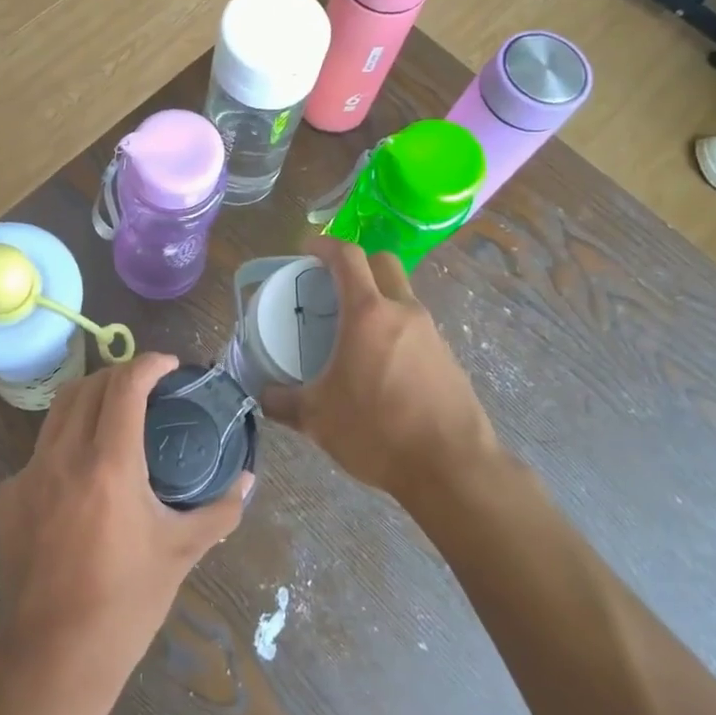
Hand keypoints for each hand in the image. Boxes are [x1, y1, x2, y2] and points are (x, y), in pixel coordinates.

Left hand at [0, 353, 249, 671]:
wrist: (55, 655)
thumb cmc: (127, 601)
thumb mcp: (181, 551)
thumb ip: (219, 510)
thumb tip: (248, 481)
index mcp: (109, 464)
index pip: (126, 385)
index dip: (149, 363)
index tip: (169, 365)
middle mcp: (63, 457)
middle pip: (88, 386)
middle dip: (119, 374)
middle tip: (145, 386)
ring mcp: (27, 475)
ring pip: (58, 412)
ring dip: (89, 400)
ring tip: (113, 415)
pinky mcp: (7, 497)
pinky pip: (39, 453)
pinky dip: (65, 445)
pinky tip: (81, 475)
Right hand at [261, 238, 499, 503]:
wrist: (452, 468)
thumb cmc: (378, 431)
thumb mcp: (317, 419)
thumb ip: (283, 402)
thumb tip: (263, 395)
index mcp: (368, 313)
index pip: (347, 257)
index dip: (324, 245)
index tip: (306, 250)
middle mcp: (403, 312)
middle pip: (383, 263)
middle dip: (357, 263)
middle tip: (333, 285)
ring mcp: (432, 333)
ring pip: (403, 295)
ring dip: (379, 299)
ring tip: (353, 332)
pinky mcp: (449, 358)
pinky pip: (416, 328)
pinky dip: (396, 330)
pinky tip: (381, 367)